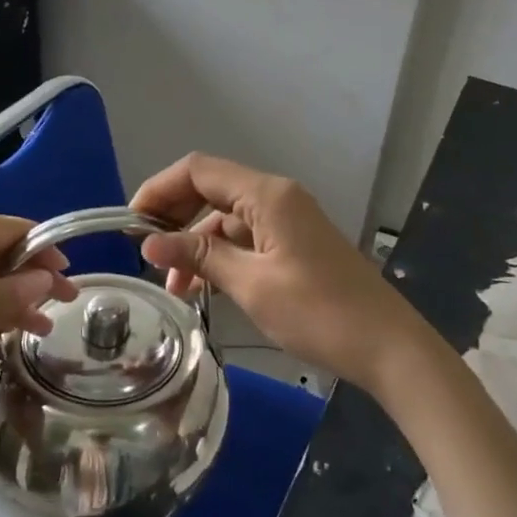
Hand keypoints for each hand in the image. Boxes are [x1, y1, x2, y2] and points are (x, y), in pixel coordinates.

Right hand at [130, 154, 437, 388]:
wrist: (386, 345)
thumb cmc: (318, 312)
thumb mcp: (251, 284)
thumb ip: (200, 255)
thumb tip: (149, 242)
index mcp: (267, 195)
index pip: (199, 170)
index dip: (159, 190)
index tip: (130, 225)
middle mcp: (277, 197)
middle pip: (211, 189)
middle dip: (174, 216)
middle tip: (146, 254)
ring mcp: (289, 220)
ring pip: (227, 218)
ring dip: (196, 244)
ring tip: (173, 287)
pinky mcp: (295, 244)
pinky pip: (247, 239)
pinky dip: (221, 256)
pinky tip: (204, 288)